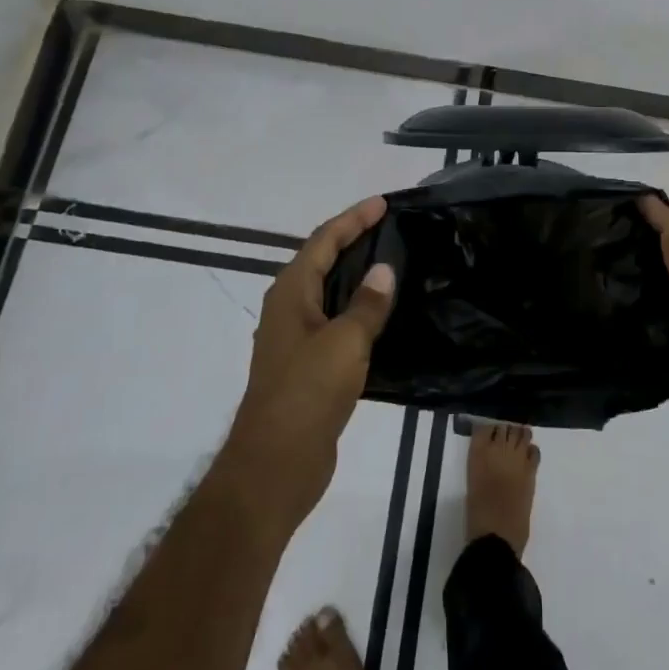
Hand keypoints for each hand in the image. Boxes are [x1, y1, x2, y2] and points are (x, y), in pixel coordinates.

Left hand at [222, 196, 396, 532]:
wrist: (275, 466)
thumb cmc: (307, 393)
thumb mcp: (344, 343)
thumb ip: (367, 304)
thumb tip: (385, 270)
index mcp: (291, 293)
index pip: (324, 240)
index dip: (353, 219)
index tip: (383, 203)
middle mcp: (289, 309)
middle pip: (323, 261)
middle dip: (354, 240)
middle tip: (391, 227)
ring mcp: (296, 338)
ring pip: (329, 292)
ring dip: (356, 274)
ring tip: (393, 262)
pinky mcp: (307, 365)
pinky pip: (336, 321)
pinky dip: (358, 309)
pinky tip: (383, 315)